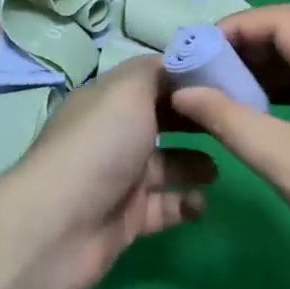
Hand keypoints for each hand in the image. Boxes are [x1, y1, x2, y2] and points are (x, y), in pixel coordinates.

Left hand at [3, 56, 216, 288]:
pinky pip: (165, 207)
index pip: (152, 79)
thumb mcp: (128, 90)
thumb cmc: (99, 146)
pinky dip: (185, 203)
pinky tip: (201, 202)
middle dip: (194, 120)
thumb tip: (178, 62)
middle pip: (162, 120)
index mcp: (108, 100)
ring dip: (194, 164)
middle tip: (231, 122)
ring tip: (216, 169)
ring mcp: (120, 178)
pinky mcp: (127, 218)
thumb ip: (156, 72)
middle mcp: (113, 135)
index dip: (186, 78)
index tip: (226, 79)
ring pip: (166, 165)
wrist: (58, 226)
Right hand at [166, 5, 289, 272]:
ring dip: (263, 74)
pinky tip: (262, 119)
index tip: (199, 51)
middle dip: (245, 51)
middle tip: (205, 76)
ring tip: (224, 96)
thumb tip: (184, 93)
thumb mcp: (284, 160)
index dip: (236, 27)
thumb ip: (229, 121)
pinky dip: (283, 96)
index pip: (281, 20)